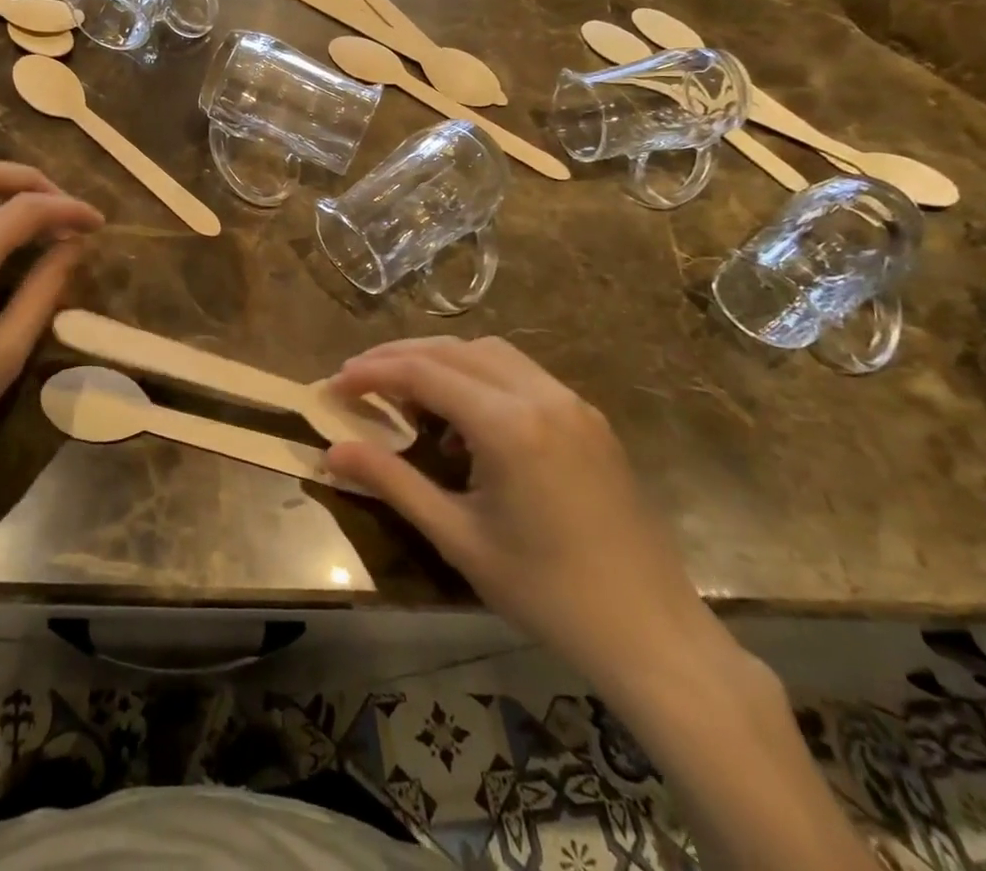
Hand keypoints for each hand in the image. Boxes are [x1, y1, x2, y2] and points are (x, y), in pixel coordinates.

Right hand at [325, 338, 723, 696]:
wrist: (653, 635)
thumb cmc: (547, 593)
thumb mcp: (457, 538)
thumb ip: (392, 482)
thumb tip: (332, 452)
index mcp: (508, 424)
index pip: (423, 372)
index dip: (372, 373)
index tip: (333, 385)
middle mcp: (541, 396)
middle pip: (453, 350)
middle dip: (400, 356)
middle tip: (357, 378)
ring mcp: (572, 403)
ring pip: (489, 353)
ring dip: (441, 359)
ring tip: (405, 390)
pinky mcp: (589, 419)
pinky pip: (521, 374)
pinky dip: (479, 376)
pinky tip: (464, 415)